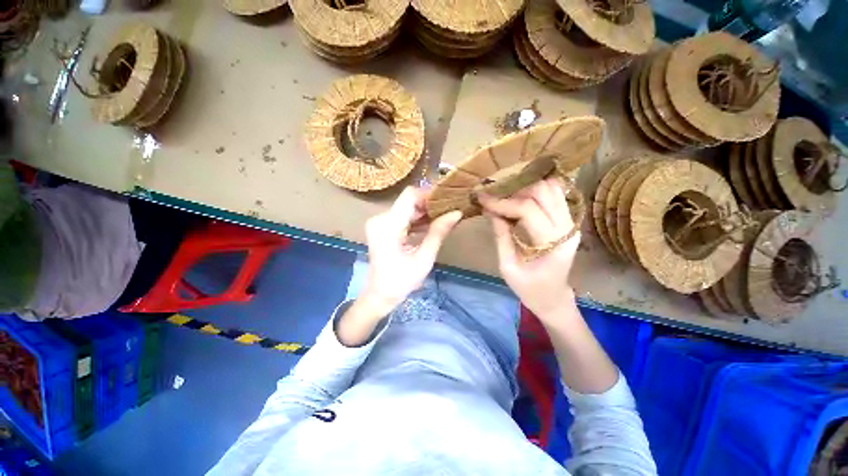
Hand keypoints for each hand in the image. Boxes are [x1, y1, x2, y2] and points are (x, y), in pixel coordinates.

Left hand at [360, 186, 462, 316]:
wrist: (380, 294)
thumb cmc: (401, 281)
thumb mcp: (424, 258)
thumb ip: (438, 232)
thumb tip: (457, 212)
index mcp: (388, 225)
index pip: (410, 195)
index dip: (429, 195)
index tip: (447, 201)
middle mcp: (380, 218)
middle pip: (408, 201)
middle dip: (429, 205)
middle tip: (449, 211)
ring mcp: (379, 222)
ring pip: (406, 207)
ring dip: (424, 212)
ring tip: (443, 218)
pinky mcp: (382, 227)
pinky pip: (402, 216)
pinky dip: (416, 219)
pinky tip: (430, 225)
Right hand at [479, 178, 579, 318]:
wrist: (553, 297)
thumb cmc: (529, 288)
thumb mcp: (507, 266)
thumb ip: (501, 236)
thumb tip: (490, 210)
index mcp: (553, 244)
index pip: (528, 210)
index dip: (502, 202)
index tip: (482, 198)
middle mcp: (567, 228)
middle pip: (543, 192)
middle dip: (514, 192)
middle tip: (495, 198)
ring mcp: (571, 222)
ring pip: (552, 188)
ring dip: (526, 188)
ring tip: (506, 197)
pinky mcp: (569, 221)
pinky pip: (555, 194)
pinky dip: (537, 191)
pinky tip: (521, 197)